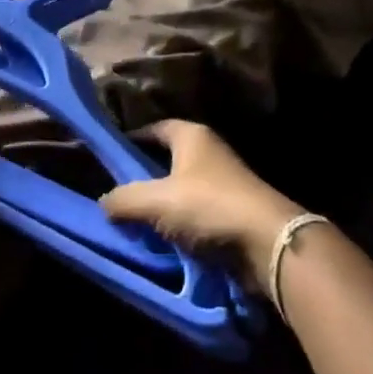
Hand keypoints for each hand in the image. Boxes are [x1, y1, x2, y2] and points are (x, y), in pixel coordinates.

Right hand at [100, 120, 302, 287]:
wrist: (269, 243)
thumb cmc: (208, 207)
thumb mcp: (156, 201)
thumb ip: (124, 199)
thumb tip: (103, 202)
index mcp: (191, 135)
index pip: (153, 129)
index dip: (130, 141)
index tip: (109, 159)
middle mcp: (208, 152)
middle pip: (166, 160)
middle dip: (143, 178)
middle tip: (118, 196)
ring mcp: (224, 183)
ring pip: (181, 191)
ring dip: (162, 207)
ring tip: (135, 223)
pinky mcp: (233, 213)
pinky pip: (197, 215)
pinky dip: (180, 226)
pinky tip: (163, 242)